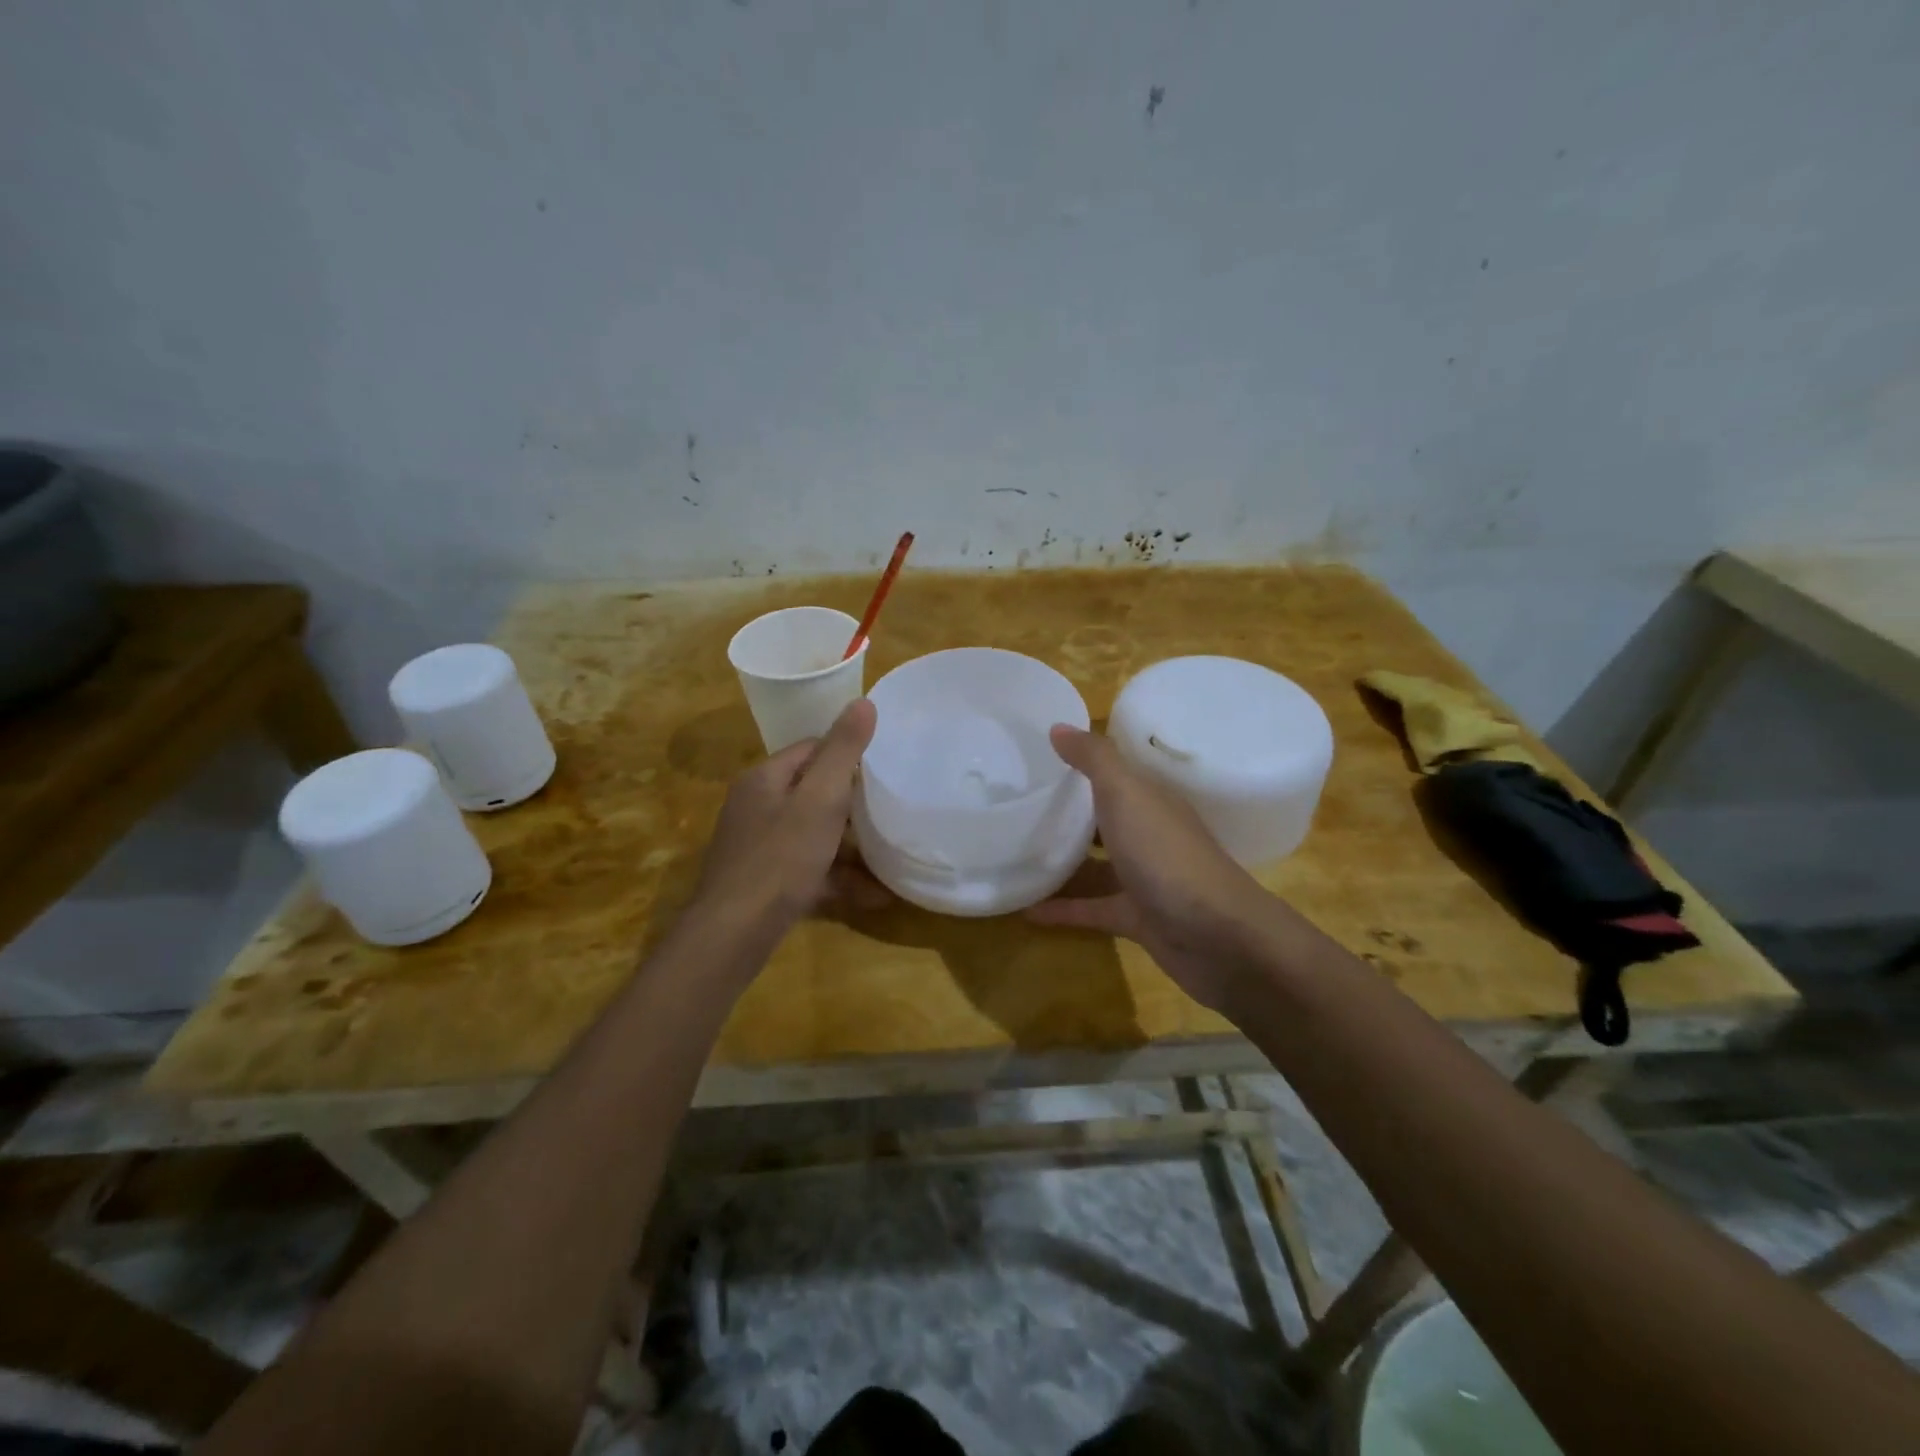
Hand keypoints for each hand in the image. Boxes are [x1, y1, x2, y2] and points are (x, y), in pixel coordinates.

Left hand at [692, 699, 885, 933]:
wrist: (735, 933)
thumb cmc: (781, 857)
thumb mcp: (820, 799)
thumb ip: (843, 751)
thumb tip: (864, 702)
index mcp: (764, 779)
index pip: (810, 749)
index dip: (846, 755)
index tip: (882, 769)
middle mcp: (756, 807)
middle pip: (811, 793)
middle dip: (851, 804)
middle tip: (890, 810)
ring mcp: (757, 848)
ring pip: (812, 835)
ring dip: (850, 847)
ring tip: (890, 854)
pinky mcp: (764, 884)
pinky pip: (809, 870)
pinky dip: (838, 878)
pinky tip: (875, 895)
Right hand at [1027, 725, 1278, 1010]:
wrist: (1216, 938)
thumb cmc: (1167, 856)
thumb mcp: (1127, 795)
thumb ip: (1094, 760)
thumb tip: (1058, 726)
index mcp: (1152, 800)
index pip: (1116, 773)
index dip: (1082, 761)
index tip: (1038, 754)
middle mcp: (1150, 835)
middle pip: (1105, 817)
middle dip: (1069, 810)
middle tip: (1018, 802)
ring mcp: (1145, 879)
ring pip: (1097, 864)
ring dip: (1063, 860)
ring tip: (1014, 853)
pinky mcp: (1136, 919)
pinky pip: (1092, 908)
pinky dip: (1062, 908)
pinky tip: (1026, 908)